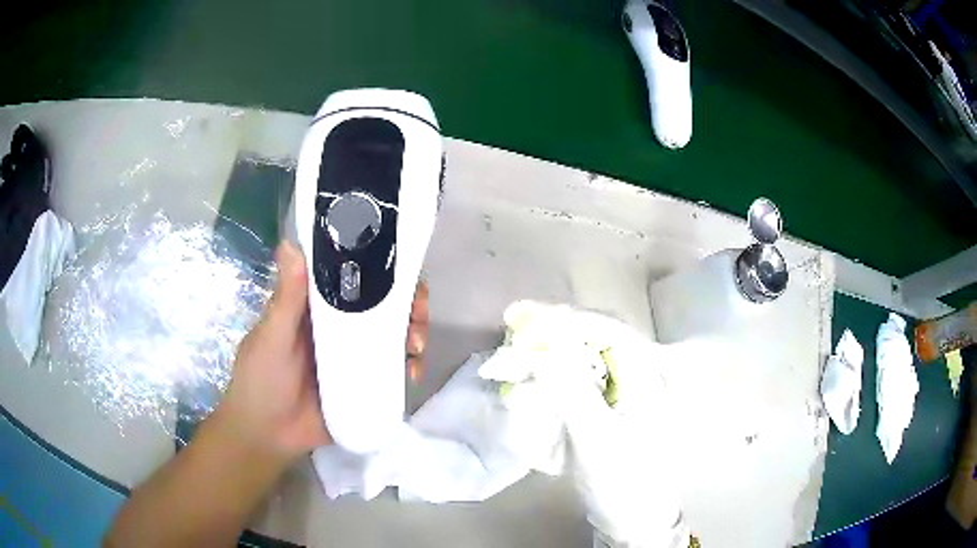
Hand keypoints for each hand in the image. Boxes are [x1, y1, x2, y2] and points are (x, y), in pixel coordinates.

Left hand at [215, 241, 429, 461]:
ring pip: (393, 336)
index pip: (354, 277)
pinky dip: (409, 367)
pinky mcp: (364, 384)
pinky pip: (393, 370)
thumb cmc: (260, 379)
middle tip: (416, 316)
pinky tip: (412, 374)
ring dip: (414, 334)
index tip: (401, 268)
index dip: (380, 268)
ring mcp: (354, 357)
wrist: (268, 435)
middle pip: (383, 305)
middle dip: (408, 305)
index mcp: (317, 307)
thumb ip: (285, 298)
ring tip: (415, 347)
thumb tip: (290, 242)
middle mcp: (339, 327)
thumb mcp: (271, 337)